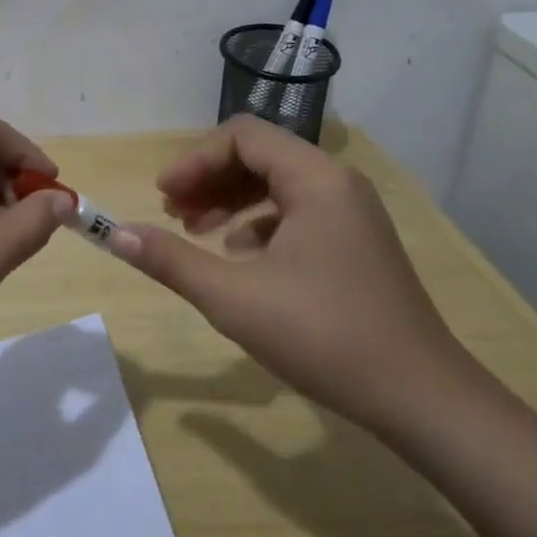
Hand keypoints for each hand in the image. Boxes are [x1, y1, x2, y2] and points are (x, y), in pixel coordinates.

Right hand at [112, 115, 464, 432]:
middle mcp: (337, 182)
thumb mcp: (234, 298)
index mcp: (315, 178)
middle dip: (209, 179)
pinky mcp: (356, 242)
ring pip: (277, 184)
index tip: (163, 195)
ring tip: (197, 233)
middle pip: (258, 156)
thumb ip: (171, 260)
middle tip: (172, 213)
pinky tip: (240, 258)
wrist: (423, 400)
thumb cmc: (325, 336)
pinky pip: (297, 212)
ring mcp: (352, 213)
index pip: (241, 136)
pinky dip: (259, 223)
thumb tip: (114, 234)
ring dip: (231, 200)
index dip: (195, 160)